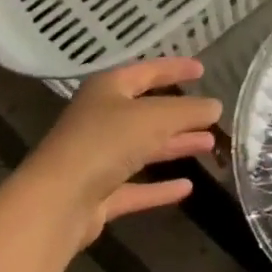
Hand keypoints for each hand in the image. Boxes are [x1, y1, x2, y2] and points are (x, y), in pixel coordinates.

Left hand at [23, 56, 221, 245]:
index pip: (147, 71)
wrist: (56, 203)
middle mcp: (100, 119)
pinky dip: (159, 187)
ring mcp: (96, 158)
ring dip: (174, 146)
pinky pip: (134, 186)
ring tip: (208, 145)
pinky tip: (186, 188)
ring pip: (143, 148)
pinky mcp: (96, 195)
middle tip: (211, 114)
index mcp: (108, 89)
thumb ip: (188, 111)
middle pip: (147, 112)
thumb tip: (216, 106)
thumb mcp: (155, 118)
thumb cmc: (105, 143)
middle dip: (181, 114)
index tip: (202, 69)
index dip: (175, 68)